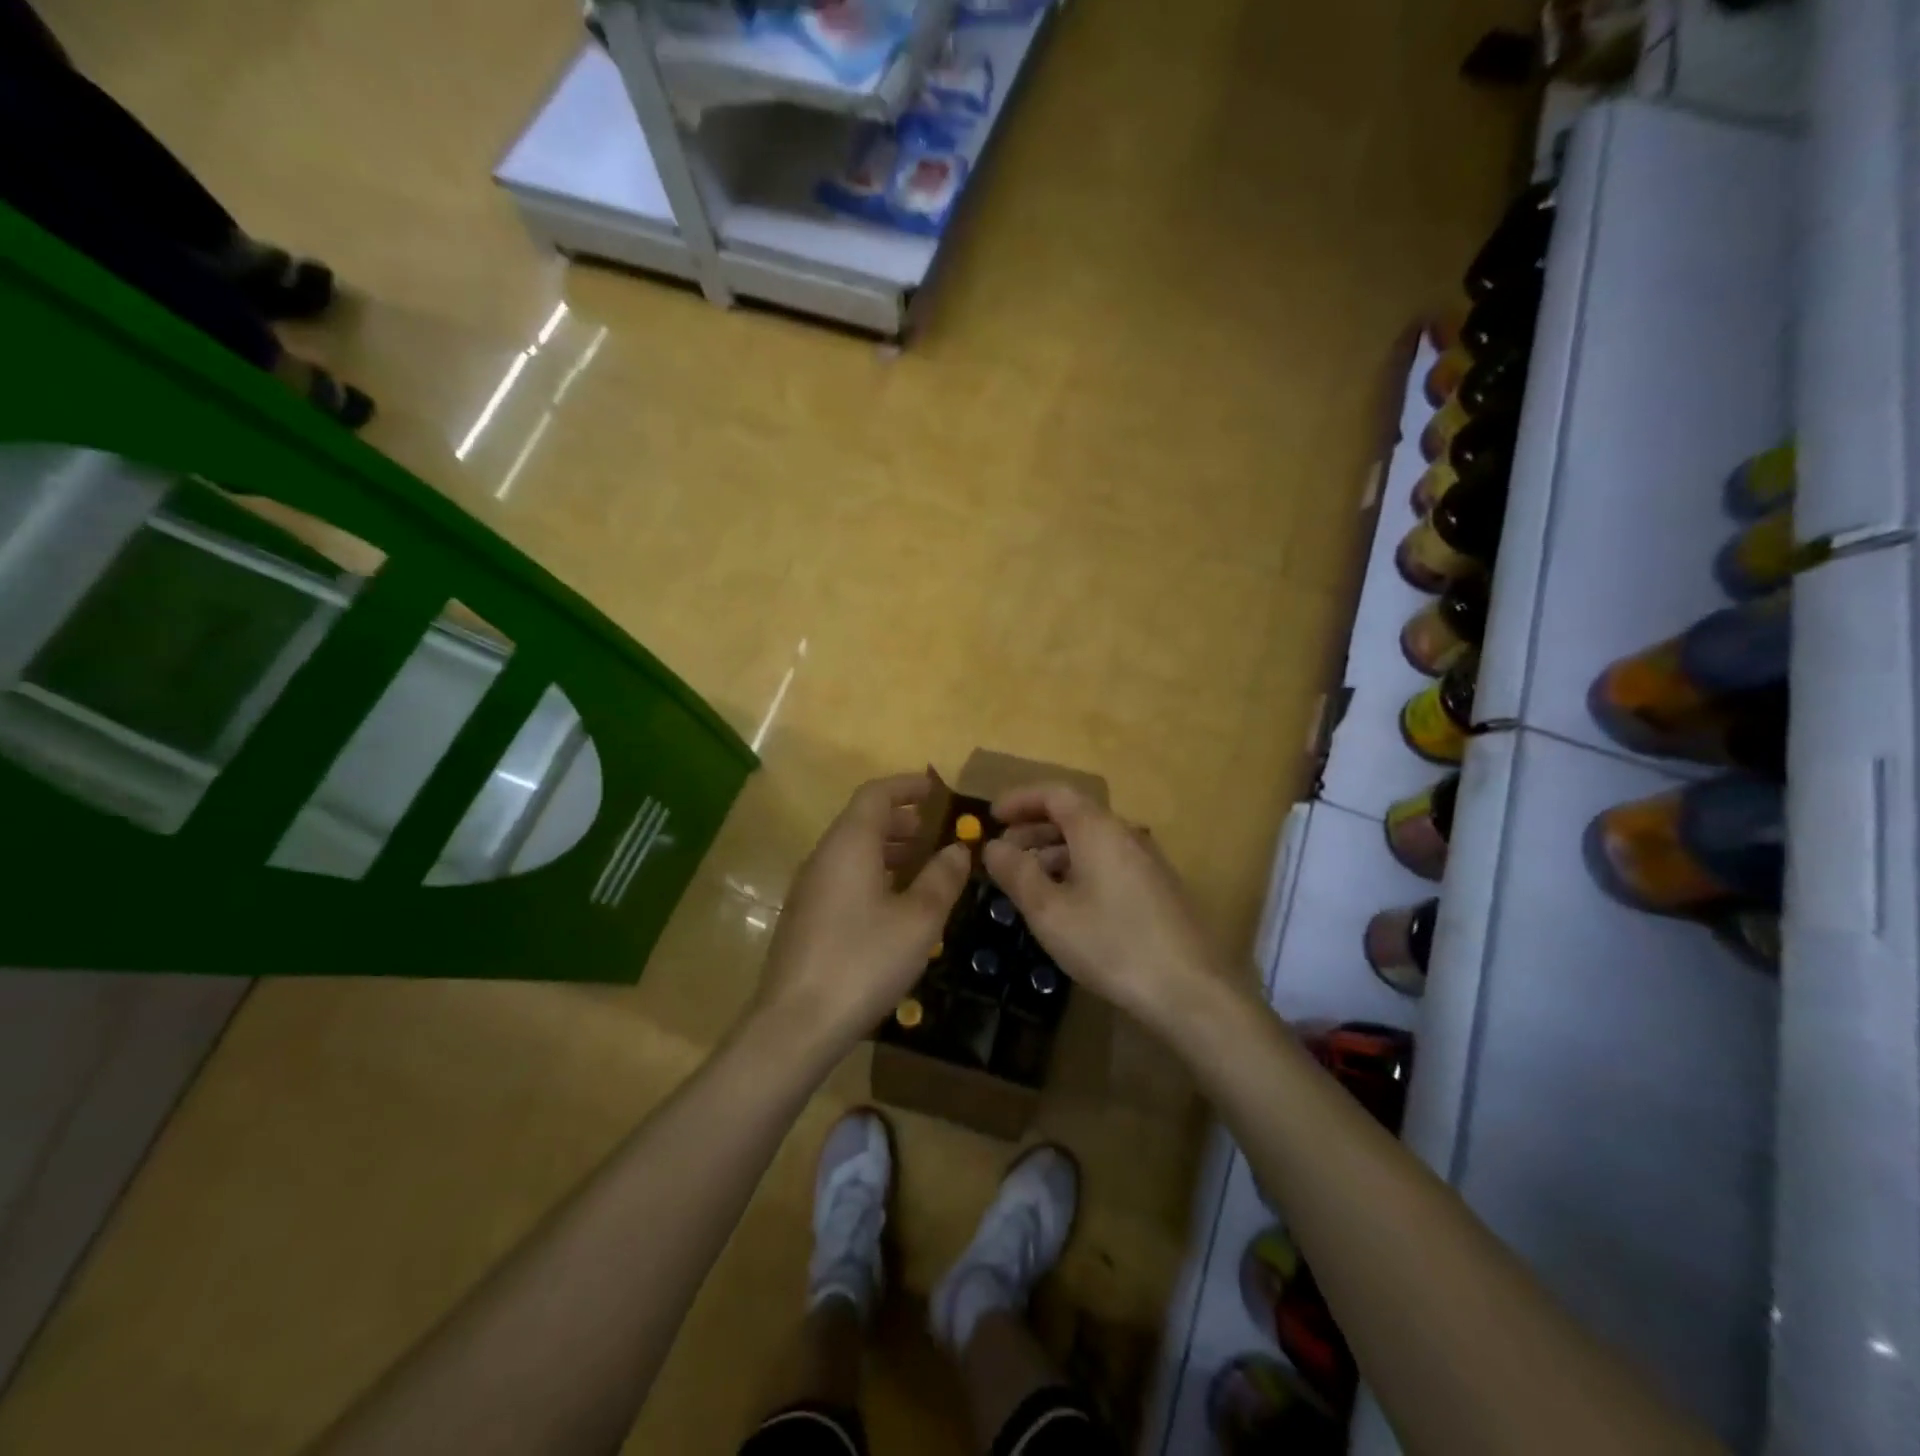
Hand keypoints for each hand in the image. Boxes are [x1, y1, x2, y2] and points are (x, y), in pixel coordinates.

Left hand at [752, 772, 971, 1056]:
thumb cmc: (864, 961)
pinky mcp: (806, 917)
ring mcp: (810, 888)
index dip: (908, 786)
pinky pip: (844, 877)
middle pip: (863, 820)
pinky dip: (874, 874)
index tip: (938, 790)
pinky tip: (897, 906)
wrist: (796, 1024)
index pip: (876, 794)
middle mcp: (824, 856)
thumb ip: (942, 878)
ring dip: (890, 850)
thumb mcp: (919, 919)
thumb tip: (958, 849)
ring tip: (926, 868)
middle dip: (904, 820)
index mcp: (849, 844)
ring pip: (853, 851)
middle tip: (940, 834)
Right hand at [982, 783, 1228, 1030]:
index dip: (1020, 800)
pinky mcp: (1156, 886)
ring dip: (1053, 851)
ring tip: (1026, 880)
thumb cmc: (1111, 943)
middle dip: (1032, 828)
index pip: (1054, 793)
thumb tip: (992, 846)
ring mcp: (1145, 860)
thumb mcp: (1050, 911)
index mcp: (1097, 829)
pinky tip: (1064, 901)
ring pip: (1090, 841)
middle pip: (1073, 815)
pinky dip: (1076, 868)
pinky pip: (1107, 861)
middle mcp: (1124, 834)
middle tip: (1002, 853)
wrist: (1189, 988)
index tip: (992, 817)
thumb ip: (1017, 873)